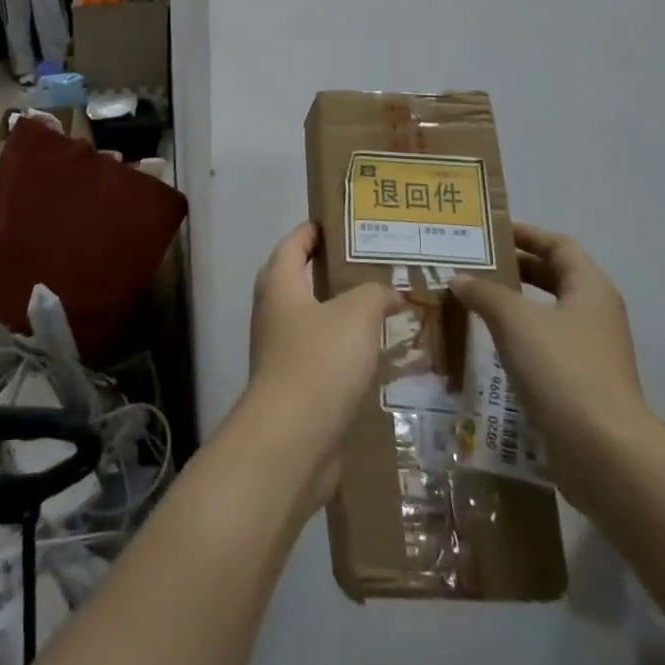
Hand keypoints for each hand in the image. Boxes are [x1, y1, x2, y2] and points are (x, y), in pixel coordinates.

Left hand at [245, 223, 397, 511]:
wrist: (292, 440)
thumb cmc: (319, 362)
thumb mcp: (356, 315)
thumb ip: (374, 294)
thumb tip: (390, 292)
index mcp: (279, 286)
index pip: (292, 245)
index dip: (311, 231)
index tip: (336, 224)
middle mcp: (273, 314)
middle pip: (296, 281)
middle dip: (327, 271)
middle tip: (366, 265)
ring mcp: (280, 353)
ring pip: (311, 321)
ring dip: (338, 313)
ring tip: (378, 308)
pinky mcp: (294, 389)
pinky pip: (320, 356)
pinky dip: (342, 350)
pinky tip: (372, 356)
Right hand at [450, 224, 655, 501]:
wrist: (604, 452)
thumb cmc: (562, 368)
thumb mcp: (515, 319)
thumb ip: (484, 293)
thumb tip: (459, 278)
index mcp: (590, 288)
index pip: (559, 245)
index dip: (527, 234)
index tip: (491, 232)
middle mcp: (595, 314)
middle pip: (554, 278)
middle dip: (515, 269)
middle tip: (474, 265)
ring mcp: (591, 352)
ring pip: (547, 315)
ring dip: (512, 306)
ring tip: (472, 302)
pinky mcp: (580, 385)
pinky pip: (544, 348)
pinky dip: (517, 339)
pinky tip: (487, 346)